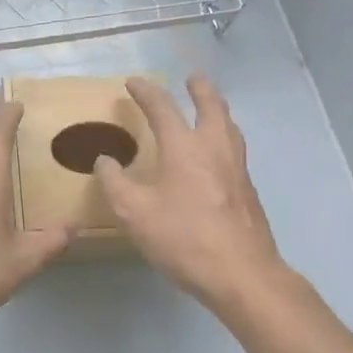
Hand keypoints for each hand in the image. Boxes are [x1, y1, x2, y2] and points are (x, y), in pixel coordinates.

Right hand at [95, 75, 291, 311]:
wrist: (241, 274)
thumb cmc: (183, 238)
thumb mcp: (134, 212)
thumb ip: (115, 182)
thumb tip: (105, 160)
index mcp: (184, 148)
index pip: (162, 108)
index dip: (146, 92)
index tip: (133, 82)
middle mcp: (215, 149)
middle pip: (212, 106)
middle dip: (200, 89)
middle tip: (193, 78)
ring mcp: (237, 169)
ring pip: (230, 127)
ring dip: (218, 111)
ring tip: (211, 109)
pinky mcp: (248, 191)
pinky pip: (236, 150)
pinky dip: (225, 138)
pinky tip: (218, 156)